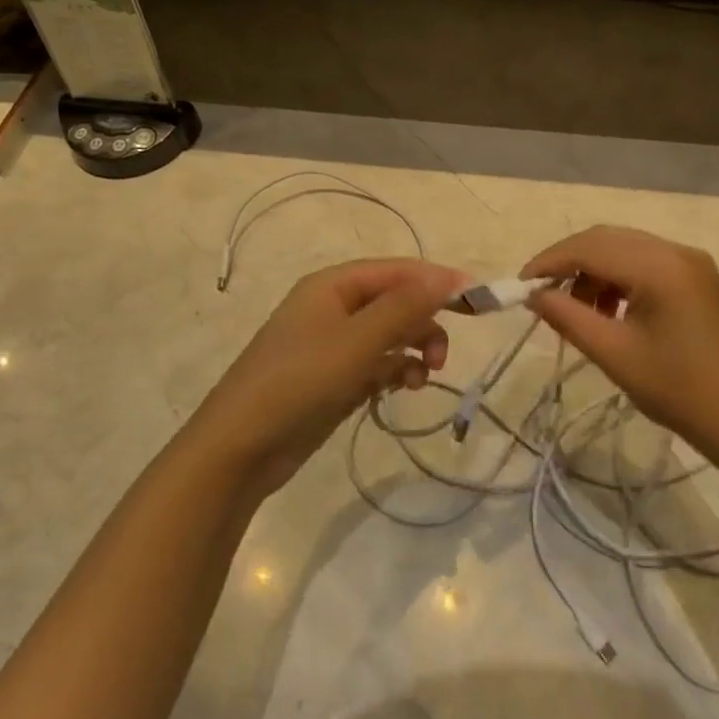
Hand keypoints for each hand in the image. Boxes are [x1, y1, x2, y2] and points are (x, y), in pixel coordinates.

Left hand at [193, 259, 469, 497]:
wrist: (240, 447)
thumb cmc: (299, 381)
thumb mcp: (356, 341)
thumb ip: (404, 307)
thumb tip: (447, 277)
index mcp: (334, 285)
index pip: (398, 270)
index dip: (437, 280)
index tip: (478, 299)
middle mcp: (334, 307)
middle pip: (395, 301)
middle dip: (424, 322)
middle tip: (442, 356)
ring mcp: (332, 344)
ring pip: (389, 335)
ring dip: (413, 349)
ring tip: (423, 378)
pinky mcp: (333, 378)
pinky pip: (376, 363)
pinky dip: (394, 371)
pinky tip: (401, 389)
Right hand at [521, 226, 718, 457]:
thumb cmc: (679, 391)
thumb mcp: (615, 355)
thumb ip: (568, 317)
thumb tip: (534, 296)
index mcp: (658, 266)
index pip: (589, 247)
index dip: (549, 262)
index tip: (520, 286)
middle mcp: (675, 251)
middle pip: (606, 239)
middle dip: (569, 262)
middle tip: (541, 295)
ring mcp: (690, 262)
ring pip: (624, 248)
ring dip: (593, 270)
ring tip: (575, 309)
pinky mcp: (697, 278)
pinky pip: (645, 262)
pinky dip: (617, 277)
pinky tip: (608, 310)